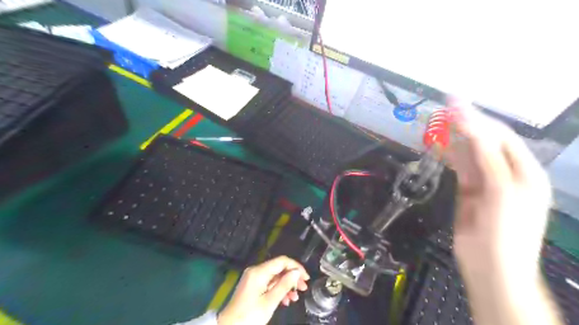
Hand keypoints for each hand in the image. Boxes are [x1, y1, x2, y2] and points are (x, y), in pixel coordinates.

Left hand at [217, 257, 309, 324]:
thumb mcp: (269, 302)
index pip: (282, 261)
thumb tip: (296, 272)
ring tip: (295, 297)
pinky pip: (269, 283)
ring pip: (275, 277)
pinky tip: (285, 300)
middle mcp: (256, 271)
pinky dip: (278, 289)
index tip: (306, 278)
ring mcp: (253, 278)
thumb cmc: (249, 316)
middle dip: (292, 277)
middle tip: (303, 288)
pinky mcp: (252, 286)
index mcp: (259, 271)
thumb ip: (284, 285)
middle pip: (279, 268)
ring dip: (286, 285)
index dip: (296, 267)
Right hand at [444, 100, 548, 281]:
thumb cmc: (504, 229)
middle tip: (441, 110)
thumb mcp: (500, 189)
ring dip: (453, 138)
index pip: (500, 135)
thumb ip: (485, 155)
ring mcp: (486, 181)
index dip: (477, 118)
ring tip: (435, 123)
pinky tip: (438, 145)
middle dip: (464, 125)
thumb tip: (469, 124)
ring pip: (468, 153)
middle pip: (484, 141)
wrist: (490, 265)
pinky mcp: (469, 190)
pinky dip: (448, 155)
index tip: (454, 103)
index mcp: (524, 170)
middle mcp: (506, 171)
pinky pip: (459, 167)